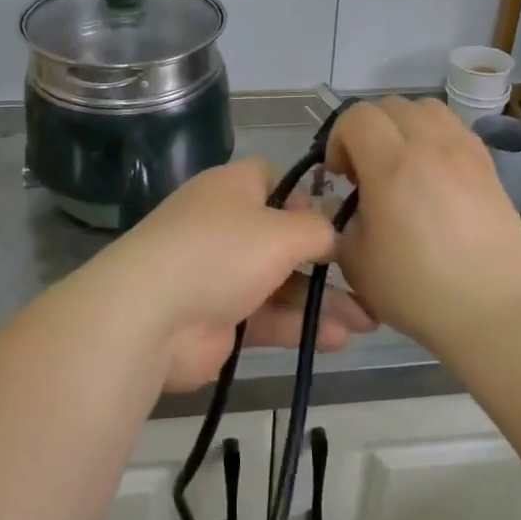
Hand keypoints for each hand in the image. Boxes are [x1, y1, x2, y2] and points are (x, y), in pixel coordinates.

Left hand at [77, 158, 375, 390]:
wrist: (149, 319)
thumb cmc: (220, 252)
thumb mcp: (282, 231)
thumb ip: (319, 229)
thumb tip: (335, 233)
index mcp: (233, 188)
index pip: (276, 179)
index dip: (310, 196)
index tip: (344, 218)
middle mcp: (227, 226)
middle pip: (285, 237)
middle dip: (329, 260)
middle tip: (370, 278)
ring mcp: (221, 274)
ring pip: (282, 283)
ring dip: (323, 300)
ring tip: (371, 321)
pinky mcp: (220, 319)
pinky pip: (269, 317)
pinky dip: (301, 326)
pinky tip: (340, 340)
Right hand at [325, 97, 520, 348]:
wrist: (495, 308)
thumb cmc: (418, 289)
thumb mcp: (356, 261)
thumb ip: (340, 220)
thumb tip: (348, 202)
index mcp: (392, 165)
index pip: (356, 117)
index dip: (339, 140)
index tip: (341, 177)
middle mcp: (429, 144)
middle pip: (389, 105)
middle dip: (367, 130)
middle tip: (367, 172)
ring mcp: (464, 149)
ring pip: (424, 108)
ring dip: (402, 126)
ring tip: (401, 164)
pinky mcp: (488, 163)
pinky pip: (453, 127)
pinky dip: (434, 136)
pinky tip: (433, 174)